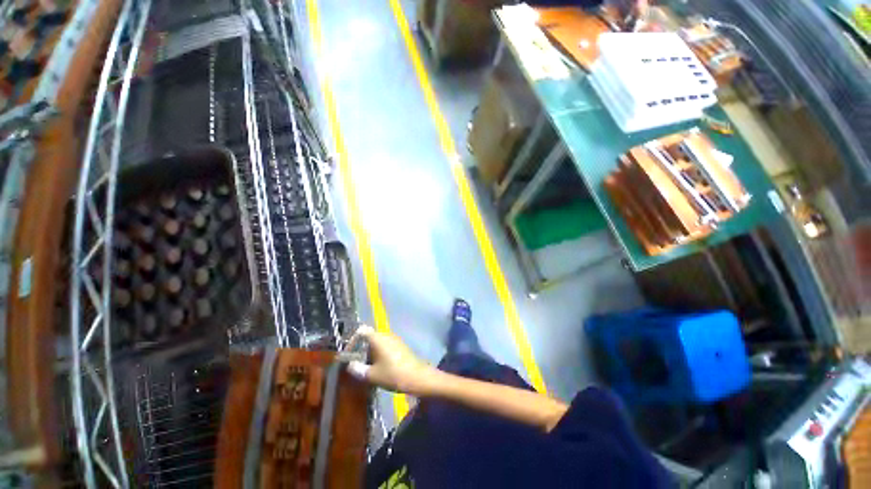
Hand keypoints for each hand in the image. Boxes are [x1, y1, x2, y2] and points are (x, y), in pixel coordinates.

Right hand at [345, 326, 434, 394]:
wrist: (417, 376)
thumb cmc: (392, 374)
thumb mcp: (372, 375)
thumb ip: (358, 369)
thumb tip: (350, 365)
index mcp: (378, 338)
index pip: (361, 331)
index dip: (352, 341)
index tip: (349, 354)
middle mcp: (386, 335)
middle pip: (369, 337)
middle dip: (361, 349)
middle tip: (357, 363)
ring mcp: (395, 339)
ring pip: (378, 342)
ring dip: (370, 352)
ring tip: (367, 368)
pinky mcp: (400, 345)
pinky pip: (385, 345)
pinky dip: (379, 353)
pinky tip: (379, 367)